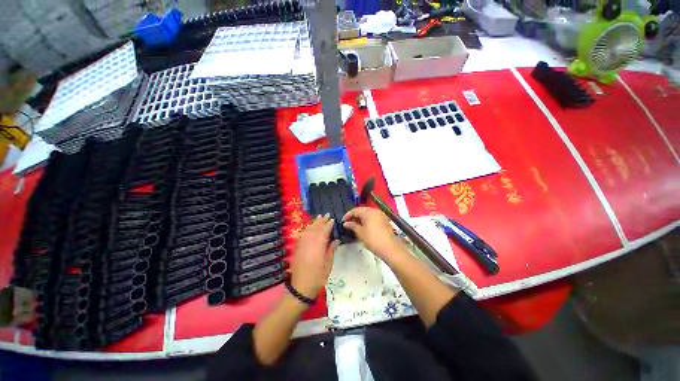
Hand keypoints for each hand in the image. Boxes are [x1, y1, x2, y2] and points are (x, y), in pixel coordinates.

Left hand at [290, 215, 338, 298]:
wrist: (301, 287)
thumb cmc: (318, 277)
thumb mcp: (328, 264)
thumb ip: (331, 250)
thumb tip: (335, 240)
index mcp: (318, 246)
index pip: (324, 231)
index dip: (328, 224)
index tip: (332, 219)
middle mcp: (309, 243)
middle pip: (316, 228)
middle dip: (321, 221)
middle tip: (326, 214)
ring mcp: (302, 244)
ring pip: (308, 230)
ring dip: (314, 222)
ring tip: (319, 217)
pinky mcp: (297, 248)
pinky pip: (302, 234)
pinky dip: (306, 229)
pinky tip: (309, 227)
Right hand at [342, 207, 406, 262]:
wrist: (389, 248)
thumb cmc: (373, 239)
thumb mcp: (360, 232)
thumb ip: (352, 226)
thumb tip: (346, 223)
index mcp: (368, 212)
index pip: (355, 210)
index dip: (347, 215)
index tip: (343, 221)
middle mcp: (375, 210)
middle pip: (362, 210)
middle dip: (354, 216)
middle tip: (348, 223)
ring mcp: (381, 215)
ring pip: (368, 213)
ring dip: (360, 218)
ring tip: (355, 225)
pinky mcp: (384, 220)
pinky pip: (373, 216)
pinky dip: (367, 219)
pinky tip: (364, 226)